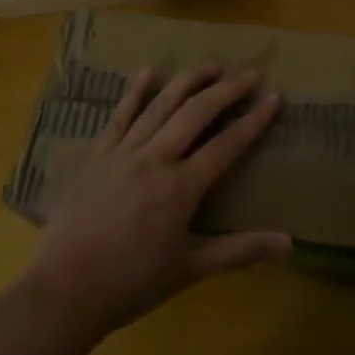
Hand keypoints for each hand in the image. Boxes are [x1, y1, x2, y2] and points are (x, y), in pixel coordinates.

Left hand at [23, 65, 292, 339]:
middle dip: (227, 89)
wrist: (65, 290)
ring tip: (211, 65)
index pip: (226, 144)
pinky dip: (135, 91)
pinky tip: (148, 71)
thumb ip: (240, 251)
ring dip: (188, 81)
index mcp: (181, 187)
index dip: (254, 120)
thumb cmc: (131, 283)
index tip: (274, 97)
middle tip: (250, 73)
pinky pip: (119, 115)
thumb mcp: (191, 270)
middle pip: (196, 113)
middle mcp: (155, 158)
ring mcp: (123, 152)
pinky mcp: (96, 155)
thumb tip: (289, 245)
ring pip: (160, 105)